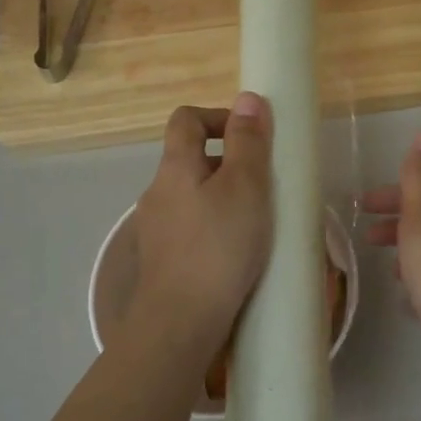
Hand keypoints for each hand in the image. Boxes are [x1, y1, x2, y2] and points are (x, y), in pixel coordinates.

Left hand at [129, 94, 272, 349]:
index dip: (218, 116)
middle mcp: (158, 193)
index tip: (250, 136)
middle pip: (190, 160)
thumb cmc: (219, 247)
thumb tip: (248, 99)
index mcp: (175, 167)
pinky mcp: (162, 261)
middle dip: (227, 164)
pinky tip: (236, 254)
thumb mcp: (246, 187)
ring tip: (256, 223)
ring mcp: (156, 229)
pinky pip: (190, 230)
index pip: (186, 119)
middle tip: (264, 186)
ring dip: (222, 200)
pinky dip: (213, 230)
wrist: (181, 321)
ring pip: (191, 198)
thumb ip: (249, 142)